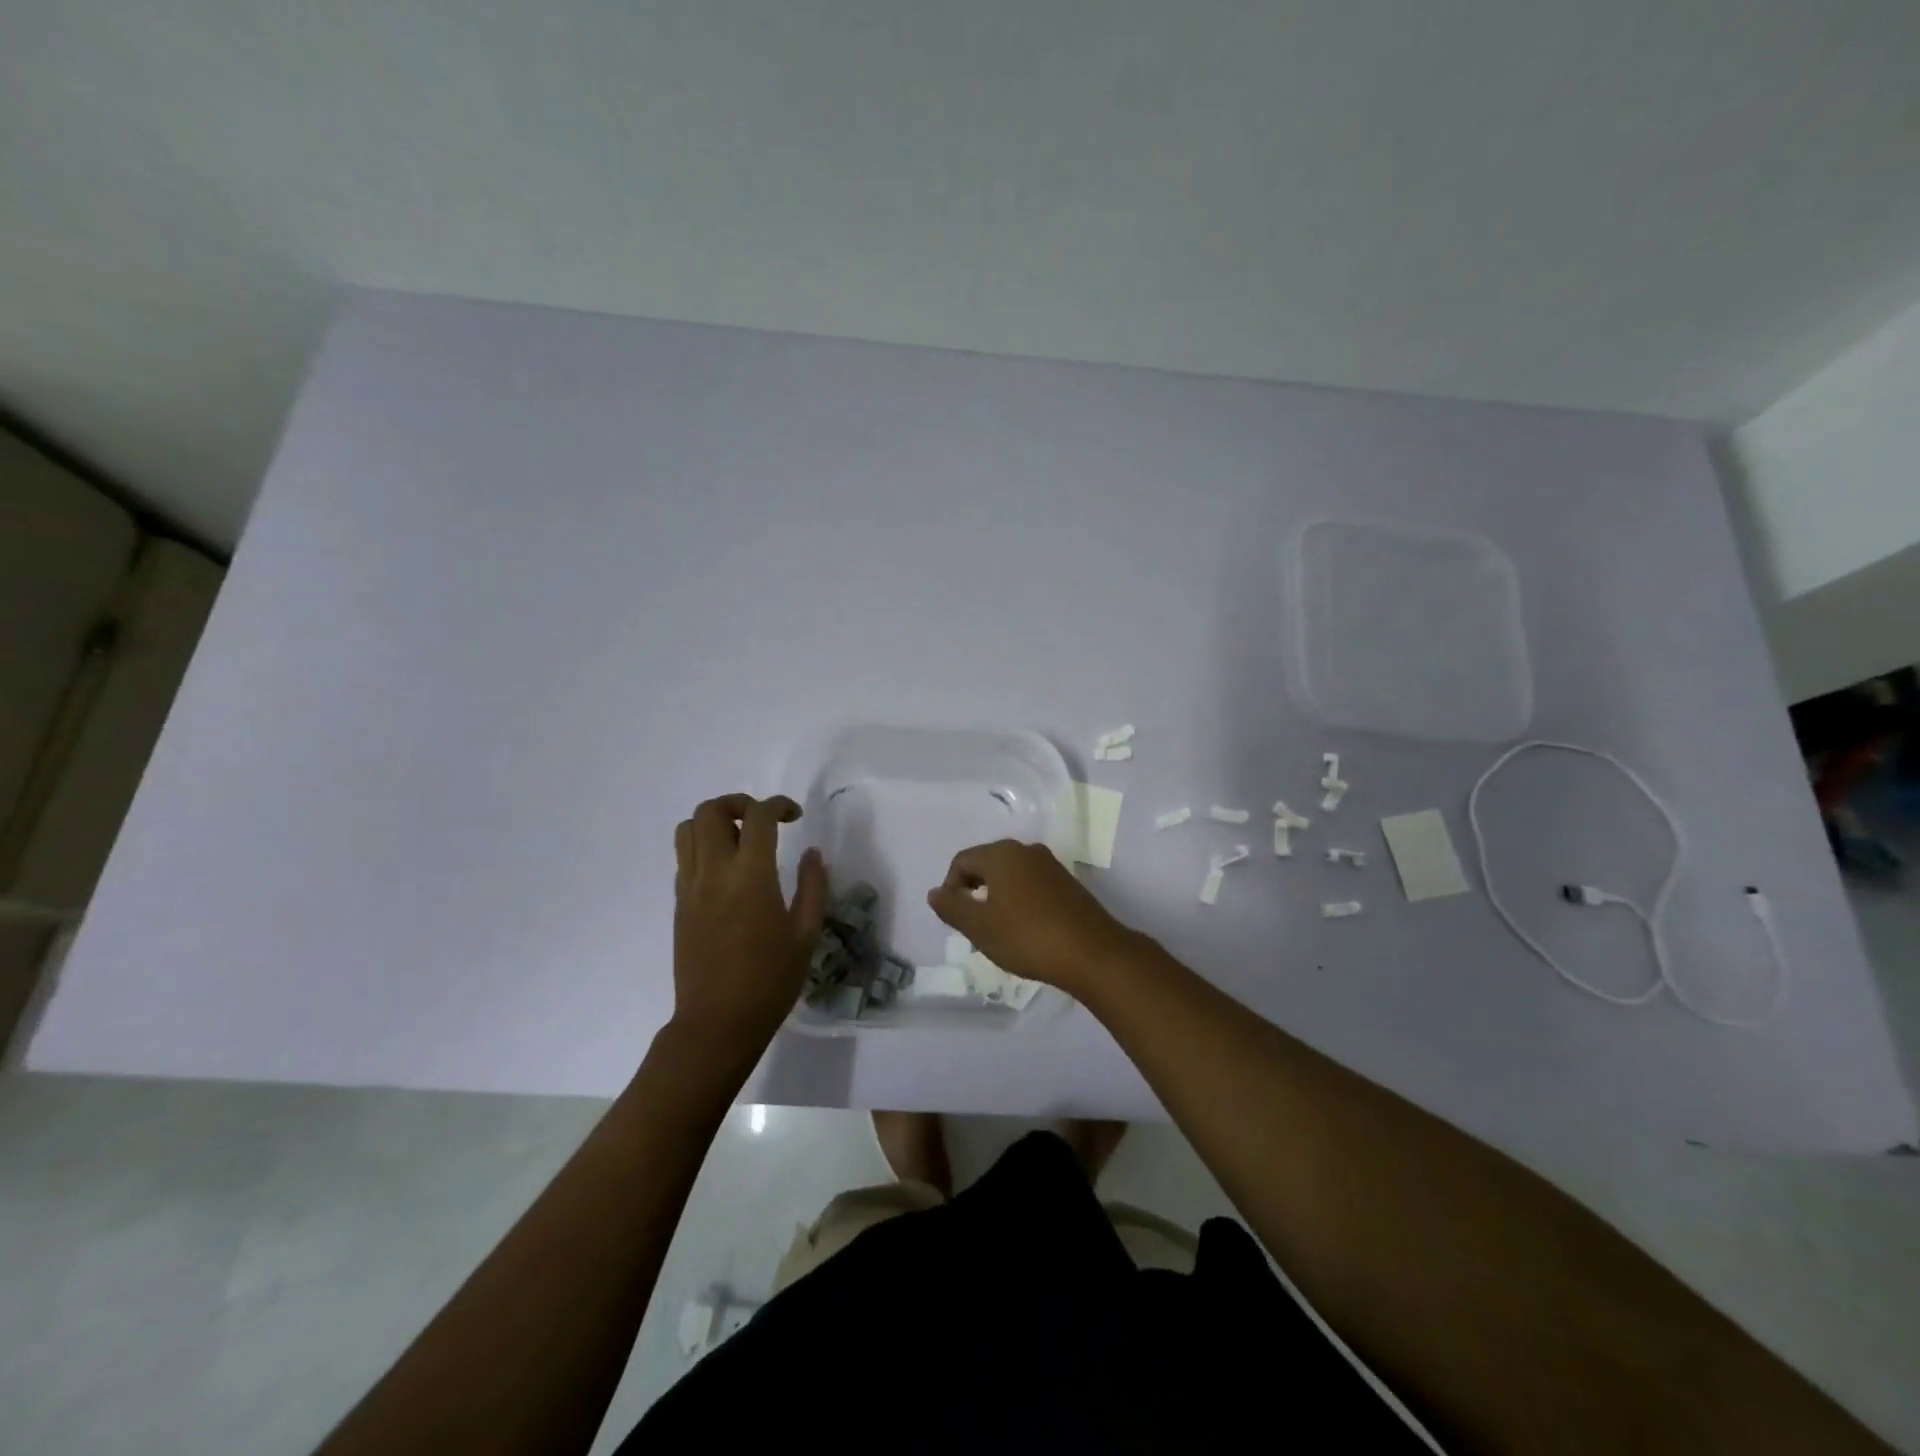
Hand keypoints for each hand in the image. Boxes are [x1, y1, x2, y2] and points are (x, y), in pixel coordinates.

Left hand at [671, 793, 827, 1057]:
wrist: (717, 1023)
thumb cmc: (770, 981)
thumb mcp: (806, 934)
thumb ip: (813, 886)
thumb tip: (812, 853)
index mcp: (751, 876)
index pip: (758, 816)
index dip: (779, 804)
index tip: (795, 815)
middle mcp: (714, 872)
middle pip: (710, 810)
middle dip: (738, 803)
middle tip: (763, 821)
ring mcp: (690, 887)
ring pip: (688, 829)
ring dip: (715, 821)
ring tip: (740, 838)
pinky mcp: (679, 903)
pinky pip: (684, 856)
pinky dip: (703, 846)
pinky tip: (727, 870)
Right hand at [926, 839, 1140, 994]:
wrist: (1093, 953)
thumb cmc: (1027, 937)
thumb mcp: (980, 927)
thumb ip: (952, 907)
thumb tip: (935, 893)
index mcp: (1002, 854)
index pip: (962, 861)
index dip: (951, 888)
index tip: (956, 919)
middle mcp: (1026, 850)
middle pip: (986, 864)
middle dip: (974, 892)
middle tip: (974, 926)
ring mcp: (1050, 865)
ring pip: (1010, 875)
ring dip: (997, 898)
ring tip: (999, 931)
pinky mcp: (1068, 882)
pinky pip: (1031, 884)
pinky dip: (1020, 901)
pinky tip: (1026, 930)